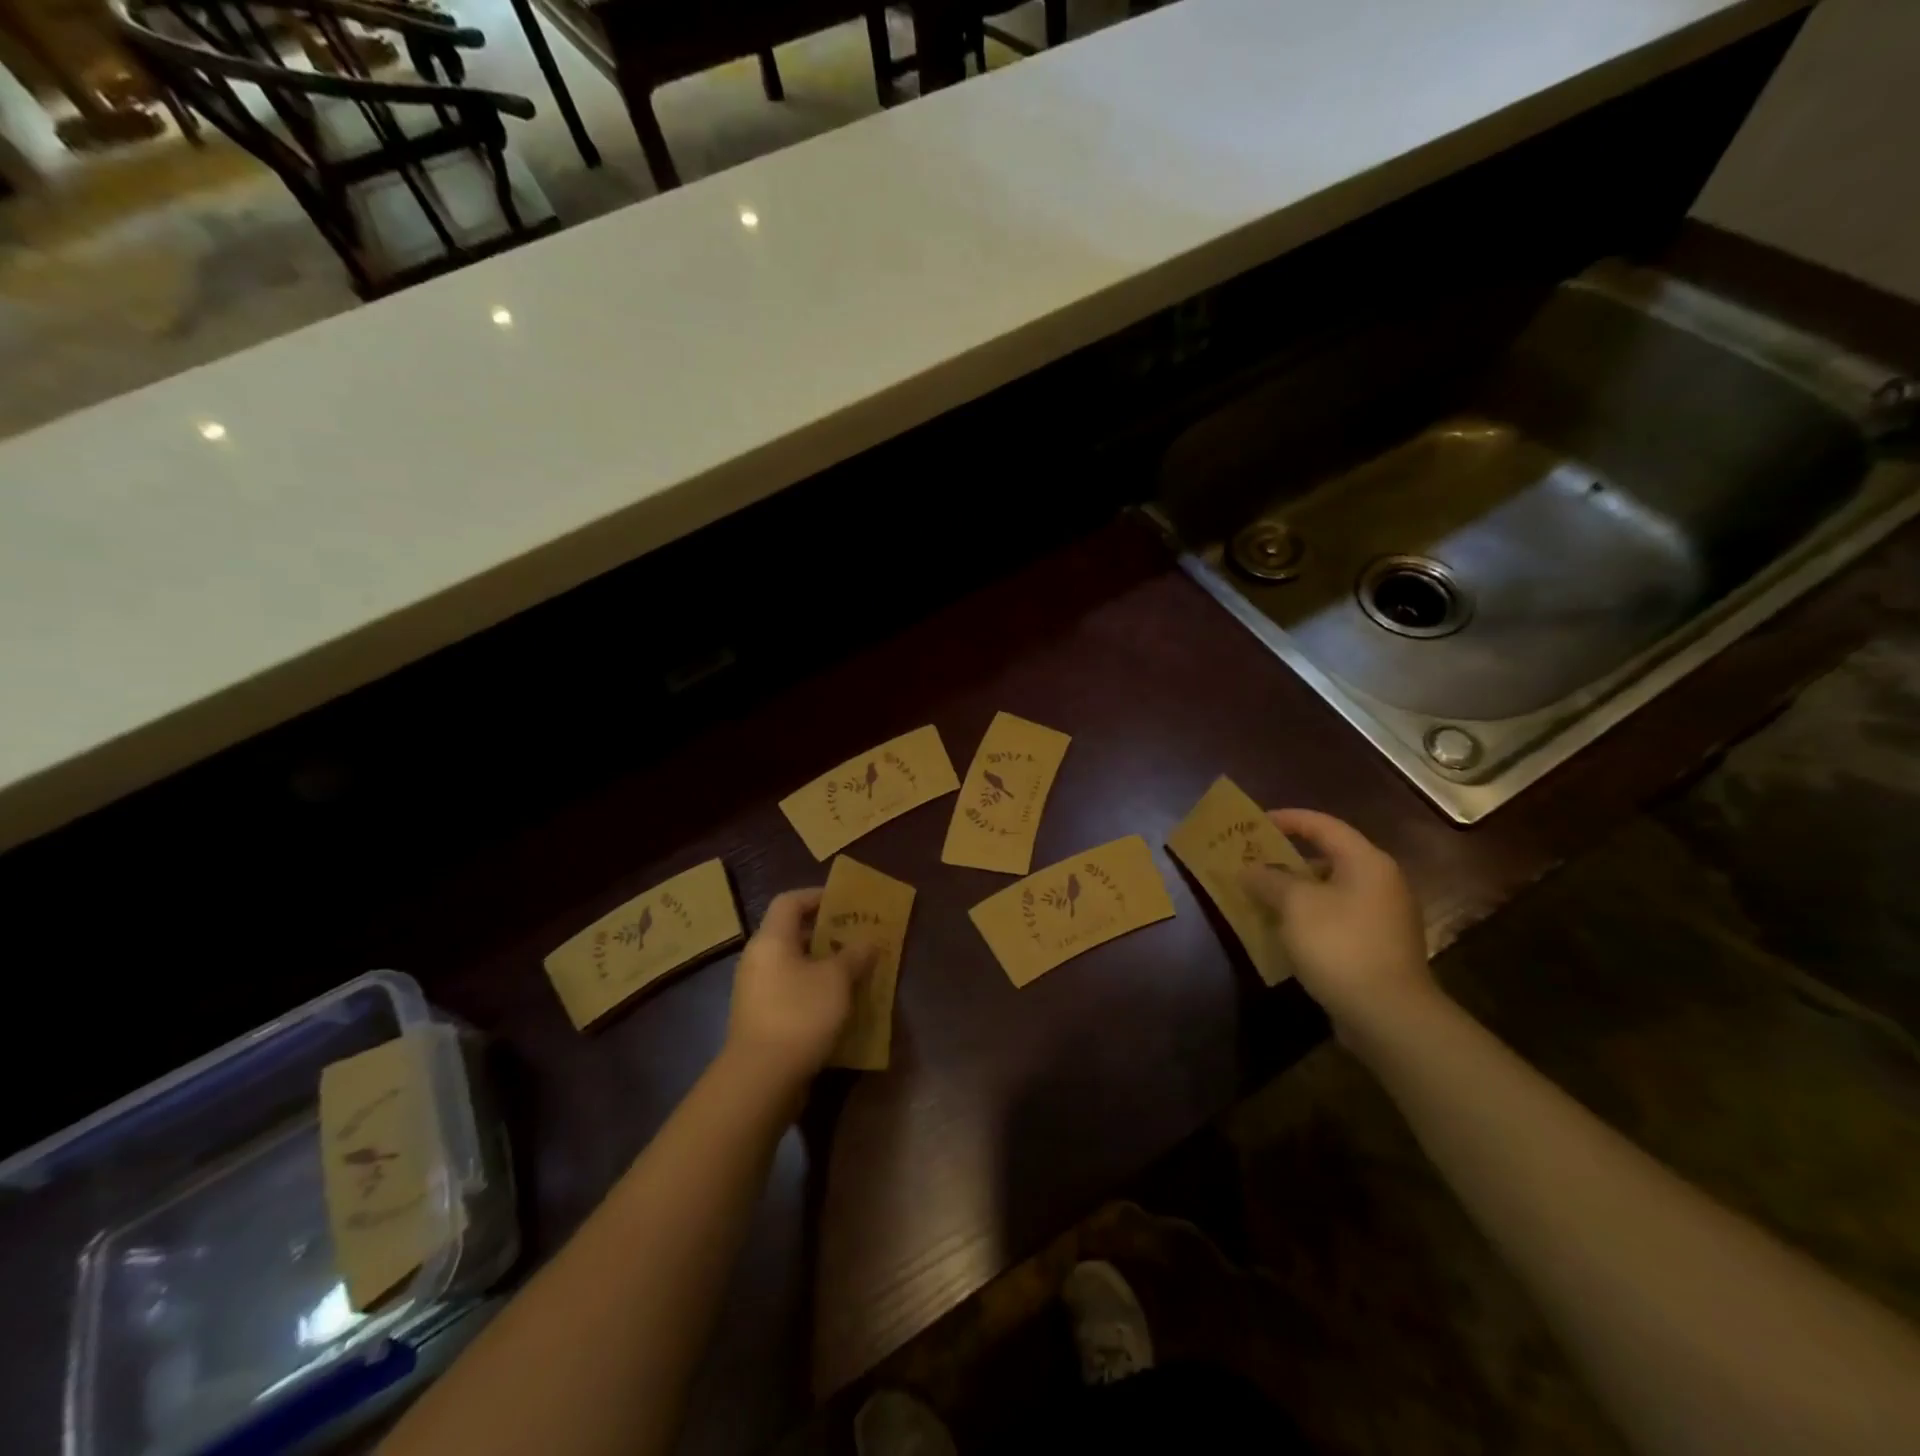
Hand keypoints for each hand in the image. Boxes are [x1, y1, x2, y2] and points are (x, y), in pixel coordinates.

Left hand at [725, 888, 873, 1092]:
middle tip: (855, 937)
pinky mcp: (760, 1018)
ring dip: (822, 965)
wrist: (761, 1078)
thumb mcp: (837, 980)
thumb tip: (868, 942)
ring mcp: (755, 991)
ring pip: (792, 965)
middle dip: (825, 933)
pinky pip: (789, 990)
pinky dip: (812, 989)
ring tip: (853, 970)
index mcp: (771, 940)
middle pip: (791, 933)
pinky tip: (837, 1004)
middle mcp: (757, 959)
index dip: (816, 896)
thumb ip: (854, 955)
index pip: (789, 901)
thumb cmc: (800, 1014)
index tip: (844, 902)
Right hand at [1241, 809, 1434, 1037]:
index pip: (1322, 825)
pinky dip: (1308, 916)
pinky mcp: (1377, 946)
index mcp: (1366, 861)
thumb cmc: (1340, 945)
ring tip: (1259, 895)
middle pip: (1327, 857)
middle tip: (1251, 860)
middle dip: (1286, 858)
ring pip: (1330, 890)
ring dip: (1294, 890)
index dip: (1286, 819)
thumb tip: (1249, 869)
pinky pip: (1335, 917)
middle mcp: (1380, 882)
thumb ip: (1268, 879)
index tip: (1253, 823)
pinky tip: (1283, 929)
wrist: (1389, 1015)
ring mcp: (1382, 916)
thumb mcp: (1294, 905)